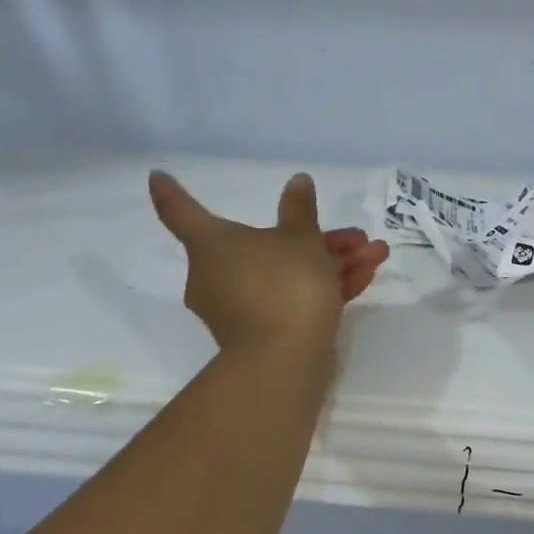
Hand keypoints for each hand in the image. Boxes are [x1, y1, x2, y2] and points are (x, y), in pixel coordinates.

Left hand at [149, 170, 389, 351]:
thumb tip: (297, 182)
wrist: (286, 358)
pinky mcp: (265, 330)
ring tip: (376, 253)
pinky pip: (293, 297)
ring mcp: (241, 305)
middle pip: (265, 244)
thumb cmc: (285, 283)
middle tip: (355, 234)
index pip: (183, 212)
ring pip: (288, 272)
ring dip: (333, 261)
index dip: (172, 192)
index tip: (157, 175)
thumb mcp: (301, 238)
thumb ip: (301, 210)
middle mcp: (218, 273)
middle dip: (318, 238)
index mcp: (213, 244)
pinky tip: (367, 275)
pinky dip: (326, 286)